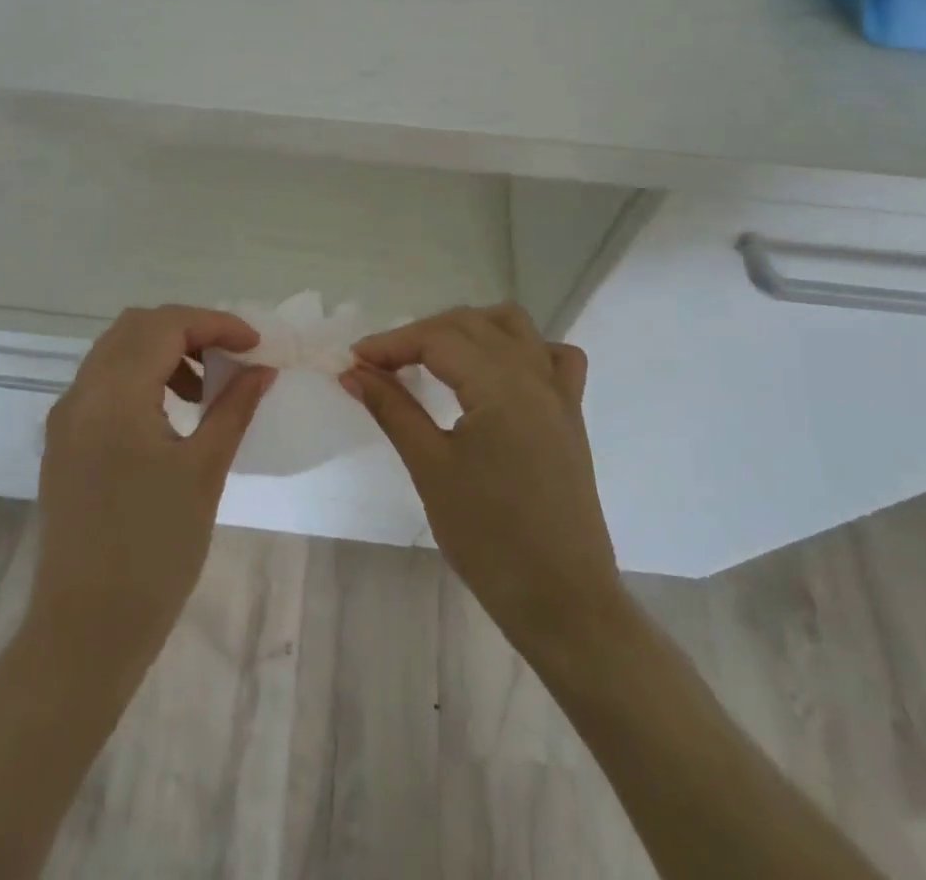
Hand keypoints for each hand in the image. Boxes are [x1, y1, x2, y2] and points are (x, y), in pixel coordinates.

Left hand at [29, 306, 274, 669]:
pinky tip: (171, 413)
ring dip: (164, 351)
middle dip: (188, 330)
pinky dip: (141, 377)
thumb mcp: (204, 472)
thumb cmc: (154, 551)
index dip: (215, 324)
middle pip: (136, 327)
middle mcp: (81, 394)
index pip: (165, 325)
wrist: (86, 631)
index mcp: (114, 395)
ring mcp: (67, 419)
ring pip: (116, 352)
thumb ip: (233, 408)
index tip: (255, 345)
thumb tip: (262, 370)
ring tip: (205, 388)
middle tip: (230, 357)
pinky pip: (103, 383)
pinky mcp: (64, 443)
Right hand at [344, 304, 621, 665]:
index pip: (437, 338)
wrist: (561, 601)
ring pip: (513, 327)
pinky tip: (498, 371)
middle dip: (421, 334)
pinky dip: (522, 349)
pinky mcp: (571, 415)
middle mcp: (534, 374)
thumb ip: (392, 409)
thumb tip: (353, 372)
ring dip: (469, 329)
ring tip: (433, 356)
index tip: (354, 362)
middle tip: (382, 365)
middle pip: (470, 324)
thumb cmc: (489, 538)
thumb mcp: (430, 468)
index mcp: (500, 385)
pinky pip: (552, 358)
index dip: (391, 344)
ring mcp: (559, 392)